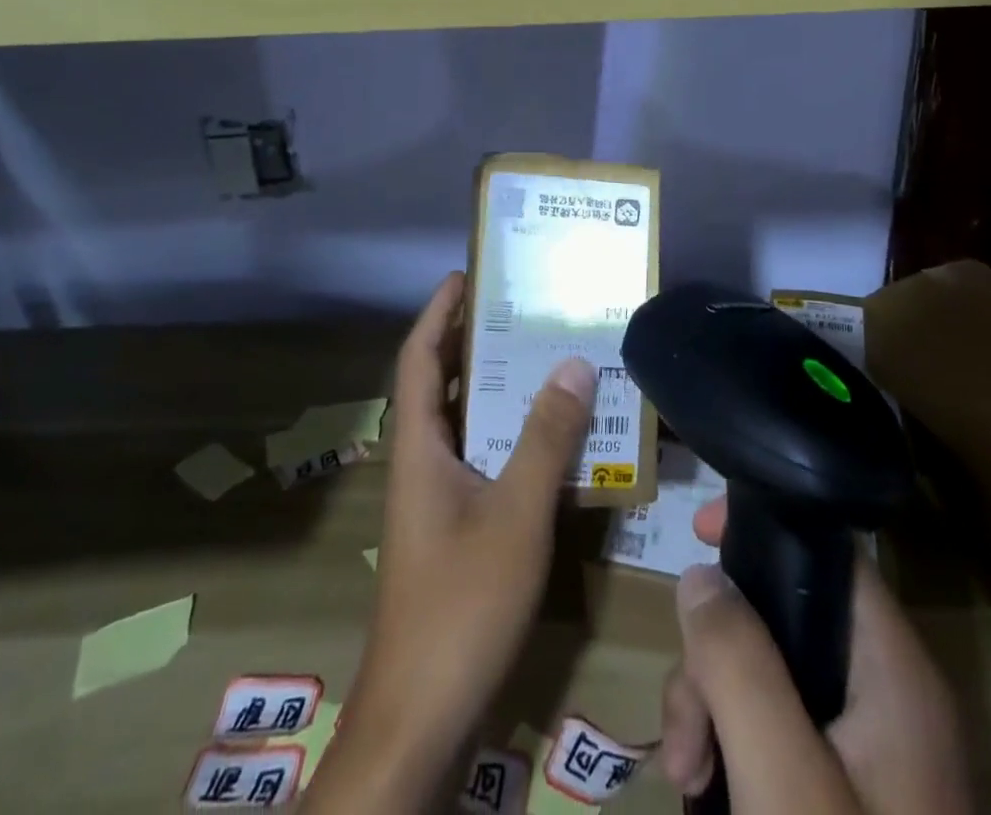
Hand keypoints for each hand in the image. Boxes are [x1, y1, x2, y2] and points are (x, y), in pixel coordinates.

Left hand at [304, 272, 595, 810]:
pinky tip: (554, 439)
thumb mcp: (515, 513)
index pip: (418, 357)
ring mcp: (436, 498)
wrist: (421, 716)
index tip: (467, 273)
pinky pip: (483, 460)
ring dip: (500, 390)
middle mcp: (422, 462)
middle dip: (477, 341)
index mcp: (419, 446)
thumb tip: (572, 363)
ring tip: (548, 357)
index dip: (438, 312)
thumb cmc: (460, 604)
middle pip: (443, 383)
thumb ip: (546, 439)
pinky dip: (512, 437)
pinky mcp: (454, 528)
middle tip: (526, 308)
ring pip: (467, 424)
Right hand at [660, 499, 970, 813]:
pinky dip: (734, 748)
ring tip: (684, 779)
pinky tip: (704, 794)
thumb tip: (701, 574)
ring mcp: (869, 750)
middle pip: (783, 619)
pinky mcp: (849, 792)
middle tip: (682, 733)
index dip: (762, 533)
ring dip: (713, 710)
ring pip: (770, 678)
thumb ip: (739, 665)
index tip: (696, 536)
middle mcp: (887, 696)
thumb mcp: (781, 783)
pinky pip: (778, 732)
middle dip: (716, 660)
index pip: (828, 554)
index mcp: (893, 672)